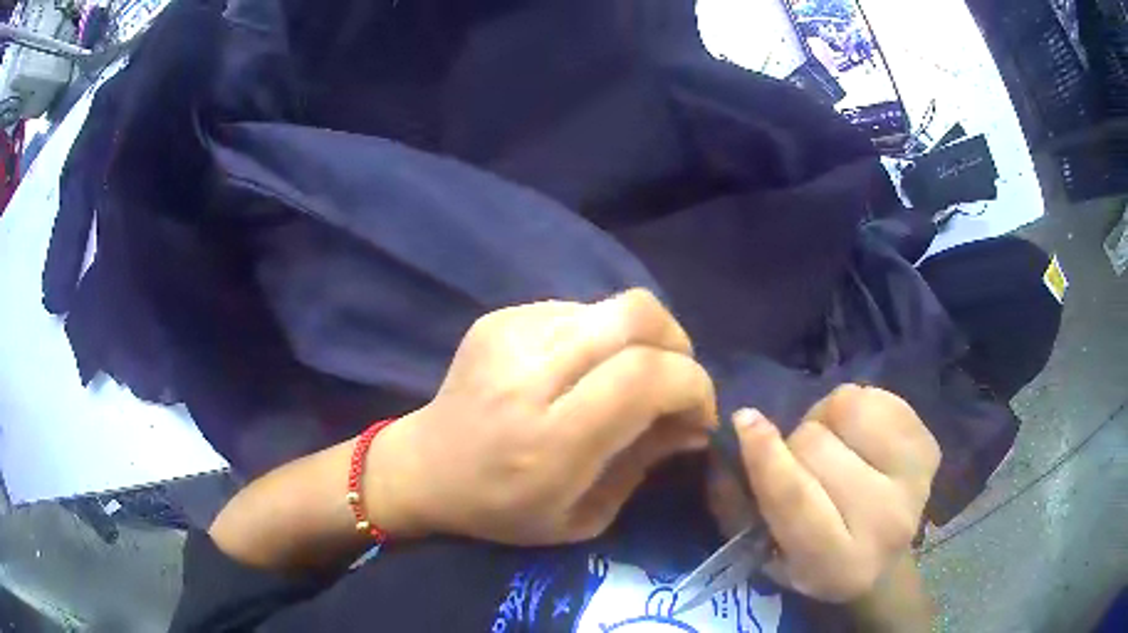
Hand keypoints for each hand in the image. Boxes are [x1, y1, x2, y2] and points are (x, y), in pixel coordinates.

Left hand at [372, 289, 717, 545]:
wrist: (424, 469)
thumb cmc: (502, 510)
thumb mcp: (583, 516)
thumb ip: (645, 463)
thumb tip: (695, 422)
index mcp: (549, 441)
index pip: (645, 377)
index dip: (692, 384)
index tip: (698, 413)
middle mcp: (529, 376)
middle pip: (636, 315)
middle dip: (678, 344)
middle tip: (675, 382)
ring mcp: (509, 335)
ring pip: (612, 305)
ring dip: (642, 340)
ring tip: (629, 377)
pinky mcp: (498, 318)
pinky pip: (578, 310)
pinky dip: (602, 336)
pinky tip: (584, 369)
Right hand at [706, 385, 940, 602]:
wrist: (884, 564)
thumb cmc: (816, 562)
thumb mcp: (769, 555)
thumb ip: (743, 506)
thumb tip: (734, 438)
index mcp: (837, 563)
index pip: (797, 499)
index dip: (767, 457)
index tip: (745, 420)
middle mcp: (885, 523)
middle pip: (818, 446)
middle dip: (796, 445)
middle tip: (801, 463)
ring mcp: (915, 481)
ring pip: (850, 409)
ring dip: (828, 420)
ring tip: (834, 445)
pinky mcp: (929, 448)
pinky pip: (878, 396)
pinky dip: (857, 407)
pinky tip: (860, 437)